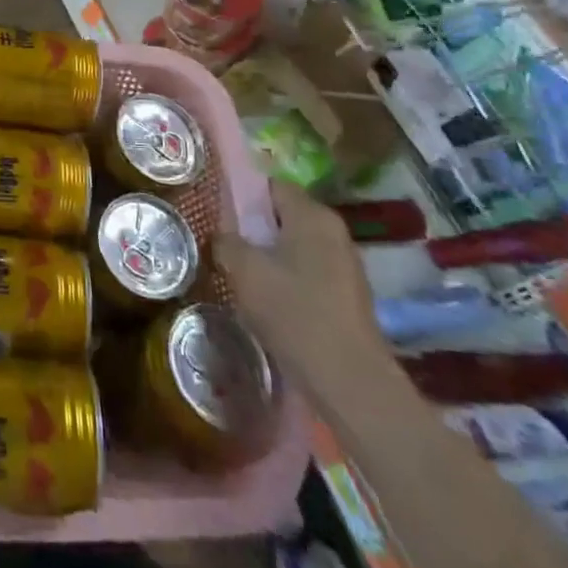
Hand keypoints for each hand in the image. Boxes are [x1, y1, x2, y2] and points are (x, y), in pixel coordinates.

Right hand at [214, 180, 390, 403]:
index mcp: (312, 215)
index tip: (218, 213)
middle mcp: (334, 231)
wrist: (349, 382)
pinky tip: (267, 302)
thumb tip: (222, 237)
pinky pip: (307, 271)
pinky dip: (286, 279)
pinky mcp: (347, 295)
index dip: (242, 195)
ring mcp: (345, 265)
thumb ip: (226, 242)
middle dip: (253, 227)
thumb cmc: (294, 313)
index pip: (271, 185)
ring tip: (240, 275)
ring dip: (268, 256)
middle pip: (283, 215)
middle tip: (223, 244)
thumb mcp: (244, 271)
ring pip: (294, 245)